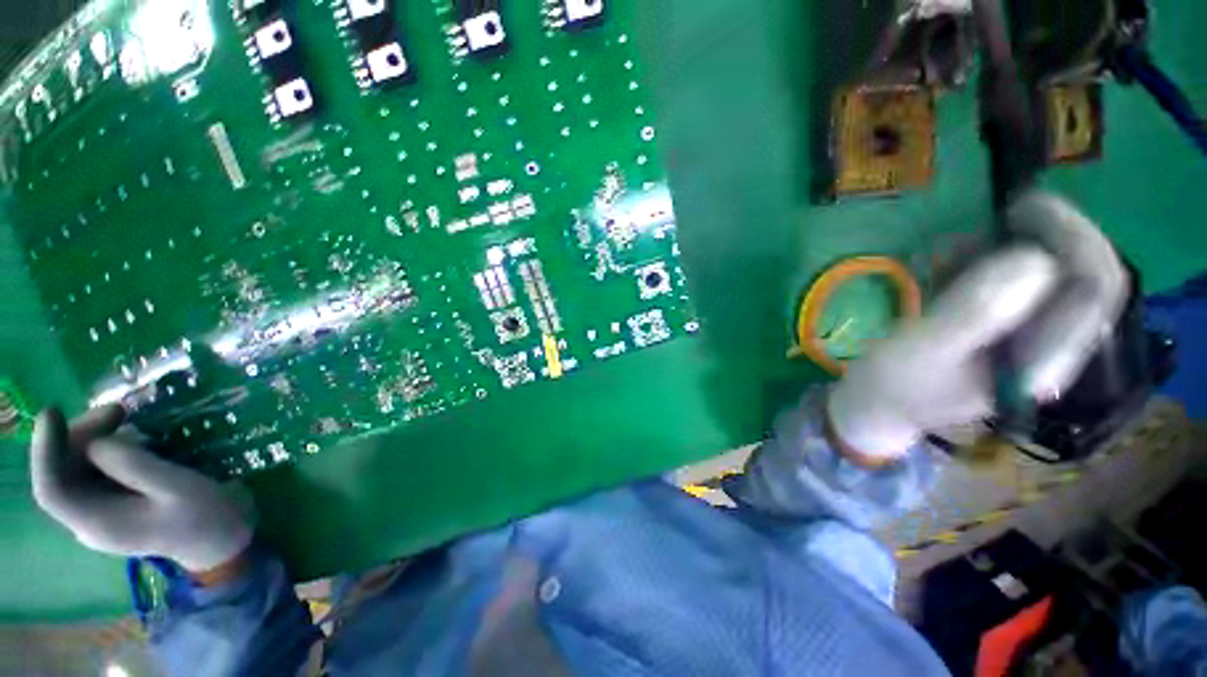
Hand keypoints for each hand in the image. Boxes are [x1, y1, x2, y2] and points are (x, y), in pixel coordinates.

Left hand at [31, 405, 252, 573]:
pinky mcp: (114, 502)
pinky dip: (104, 448)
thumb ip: (136, 467)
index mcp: (98, 524)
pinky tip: (129, 436)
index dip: (44, 450)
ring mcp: (100, 512)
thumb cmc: (206, 516)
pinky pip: (93, 471)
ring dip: (92, 438)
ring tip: (125, 417)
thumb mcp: (178, 488)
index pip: (52, 489)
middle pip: (62, 474)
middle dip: (79, 436)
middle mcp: (88, 519)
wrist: (225, 537)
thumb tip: (99, 442)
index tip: (53, 412)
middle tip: (118, 410)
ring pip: (75, 469)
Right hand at [828, 191, 1127, 461]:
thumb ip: (975, 313)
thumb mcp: (924, 349)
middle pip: (1079, 276)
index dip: (1077, 240)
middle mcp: (1047, 347)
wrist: (874, 405)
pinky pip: (1013, 282)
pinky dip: (988, 261)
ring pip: (1049, 274)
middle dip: (1051, 235)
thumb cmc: (893, 384)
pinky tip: (951, 263)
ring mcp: (1024, 338)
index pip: (1095, 292)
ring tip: (962, 243)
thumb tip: (1033, 258)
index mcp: (1042, 362)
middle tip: (1006, 208)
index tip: (1032, 207)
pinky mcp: (999, 329)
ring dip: (1014, 247)